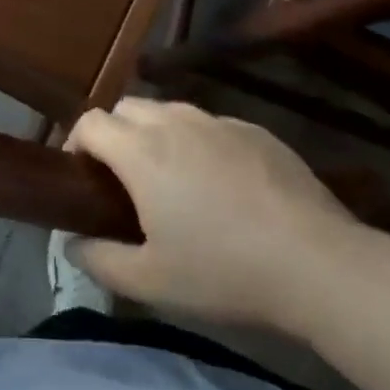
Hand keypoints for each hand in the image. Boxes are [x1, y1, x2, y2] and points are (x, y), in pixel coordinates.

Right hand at [66, 99, 374, 337]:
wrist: (317, 263)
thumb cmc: (224, 272)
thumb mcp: (151, 282)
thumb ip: (100, 260)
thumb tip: (72, 245)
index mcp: (142, 152)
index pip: (90, 122)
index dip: (76, 143)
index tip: (81, 176)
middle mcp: (175, 123)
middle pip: (126, 107)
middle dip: (114, 133)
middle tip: (123, 179)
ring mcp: (218, 122)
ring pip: (169, 111)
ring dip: (155, 134)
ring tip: (170, 178)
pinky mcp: (254, 130)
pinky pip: (210, 124)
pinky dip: (198, 142)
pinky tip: (220, 183)